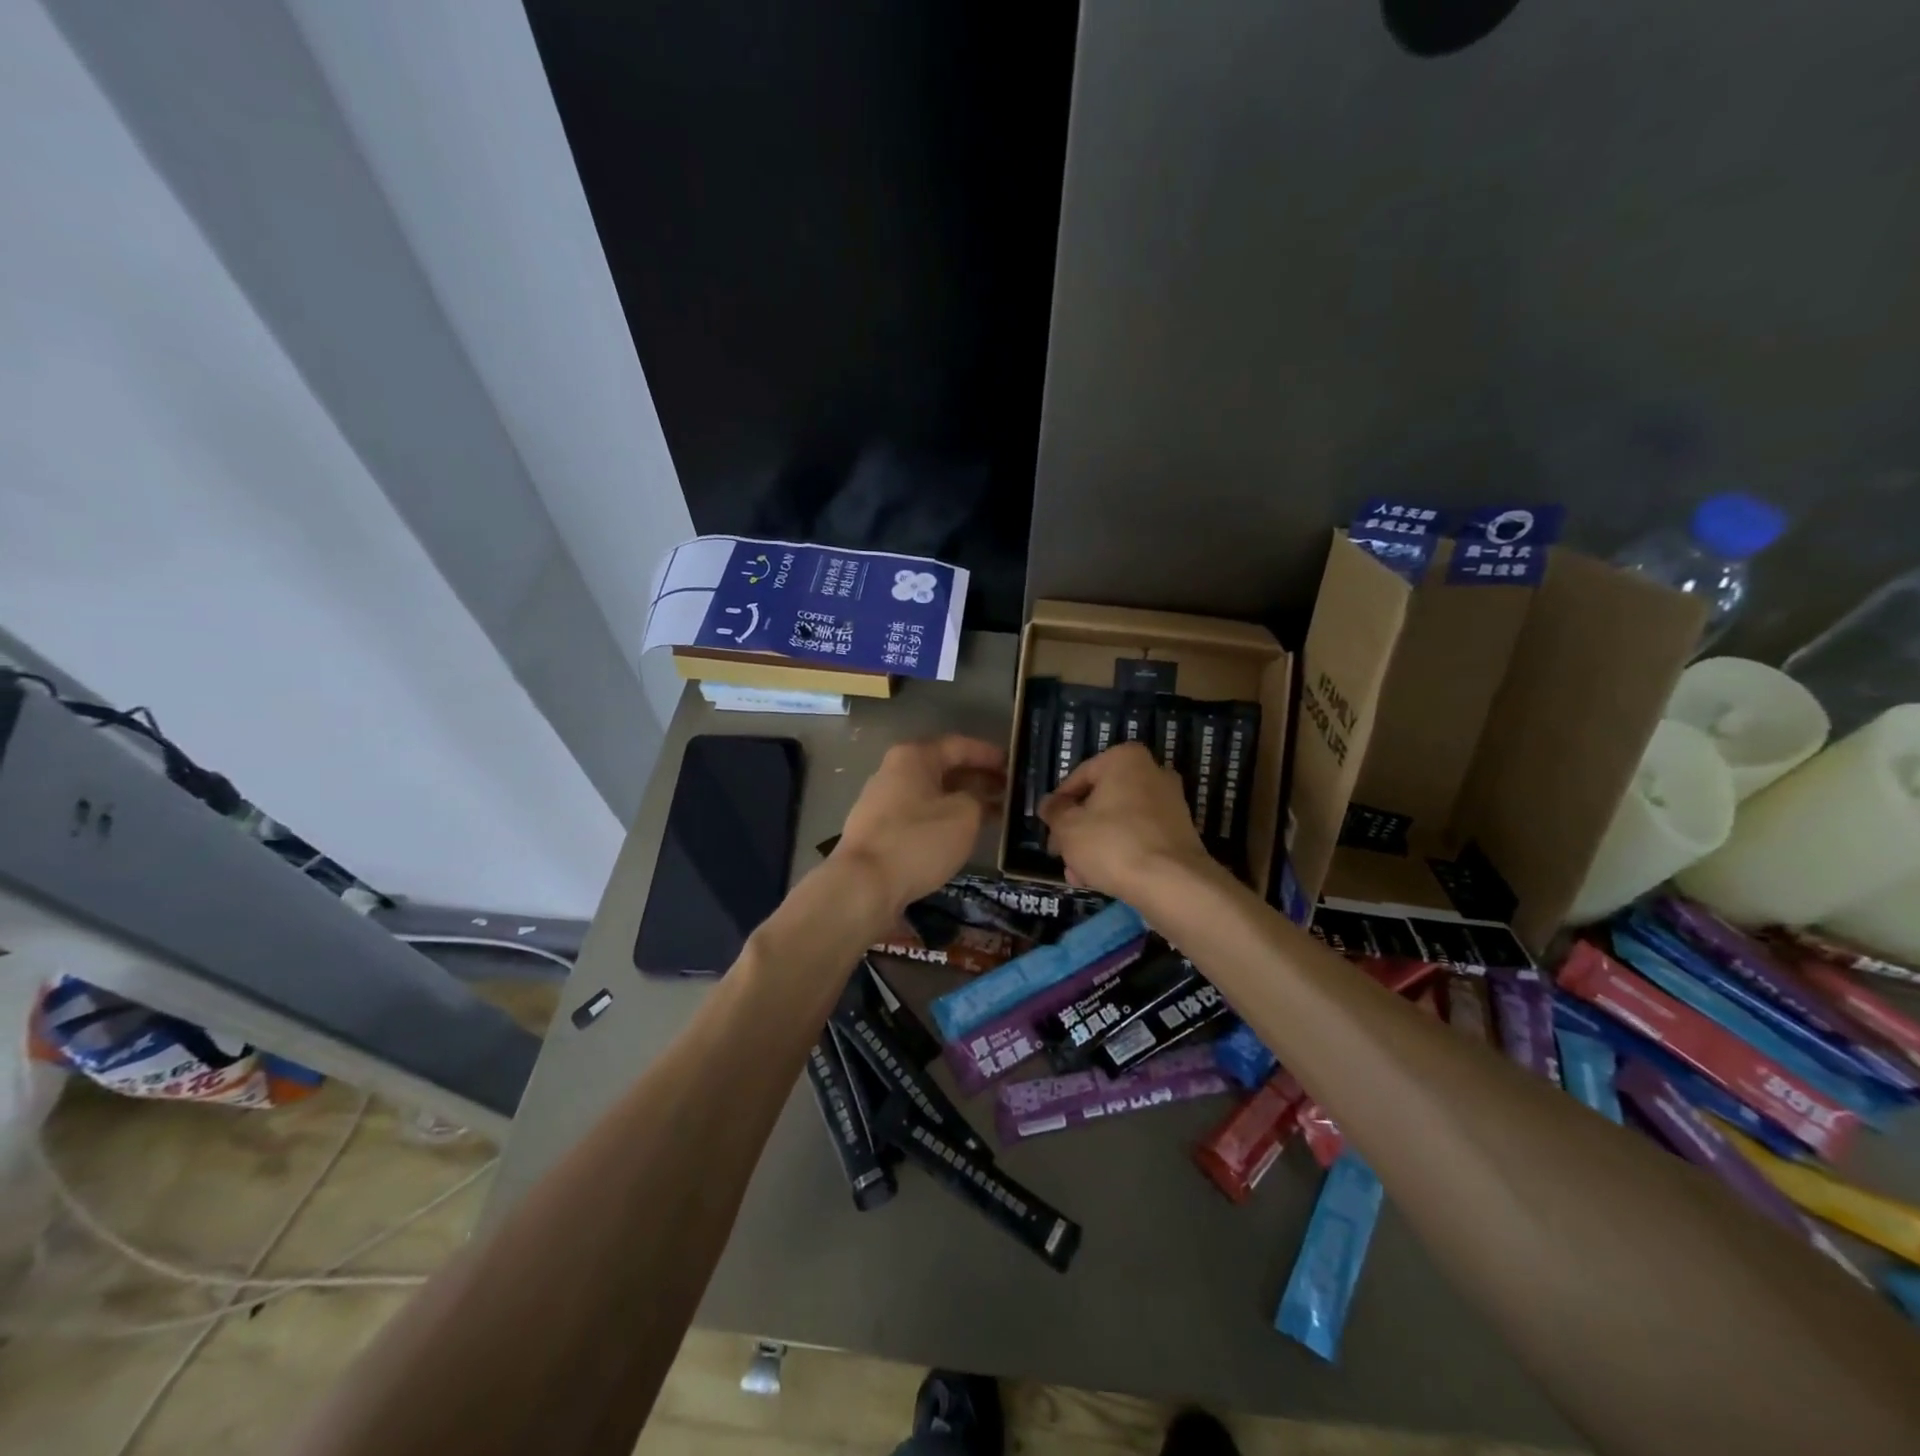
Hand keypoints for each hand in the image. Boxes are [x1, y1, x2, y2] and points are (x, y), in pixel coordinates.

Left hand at [831, 736, 1006, 914]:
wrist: (863, 885)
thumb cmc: (918, 840)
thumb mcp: (964, 815)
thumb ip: (979, 799)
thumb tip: (977, 800)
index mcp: (913, 757)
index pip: (959, 745)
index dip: (989, 755)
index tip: (1014, 766)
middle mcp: (893, 772)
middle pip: (943, 768)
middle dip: (978, 779)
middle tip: (1009, 793)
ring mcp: (882, 802)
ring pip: (932, 794)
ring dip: (963, 801)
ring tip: (995, 815)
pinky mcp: (879, 831)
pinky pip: (920, 815)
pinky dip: (945, 819)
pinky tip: (963, 834)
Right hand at [1038, 742, 1215, 901]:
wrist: (1171, 882)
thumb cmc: (1112, 843)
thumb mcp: (1068, 827)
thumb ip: (1054, 812)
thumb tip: (1048, 804)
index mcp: (1124, 759)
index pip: (1079, 777)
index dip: (1058, 805)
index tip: (1048, 828)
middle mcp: (1152, 772)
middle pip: (1100, 801)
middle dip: (1077, 829)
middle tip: (1060, 853)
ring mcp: (1170, 802)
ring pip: (1119, 821)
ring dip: (1095, 845)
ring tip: (1077, 874)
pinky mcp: (1180, 832)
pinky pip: (1139, 836)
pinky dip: (1120, 852)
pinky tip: (1101, 878)